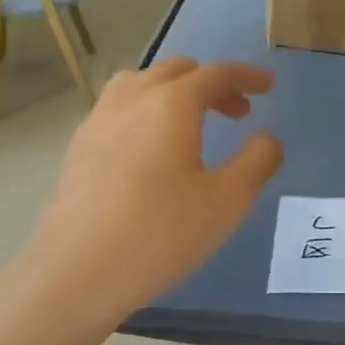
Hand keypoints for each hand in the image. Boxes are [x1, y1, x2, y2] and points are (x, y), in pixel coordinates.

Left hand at [20, 56, 282, 317]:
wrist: (76, 272)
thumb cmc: (160, 234)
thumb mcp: (227, 201)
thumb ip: (257, 160)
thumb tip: (266, 138)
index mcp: (171, 104)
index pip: (216, 73)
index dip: (246, 75)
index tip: (268, 84)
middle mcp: (131, 99)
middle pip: (177, 71)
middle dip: (212, 83)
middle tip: (238, 111)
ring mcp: (98, 119)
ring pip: (141, 83)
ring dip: (174, 91)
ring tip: (192, 122)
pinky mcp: (79, 145)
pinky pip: (119, 107)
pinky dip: (146, 109)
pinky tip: (151, 149)